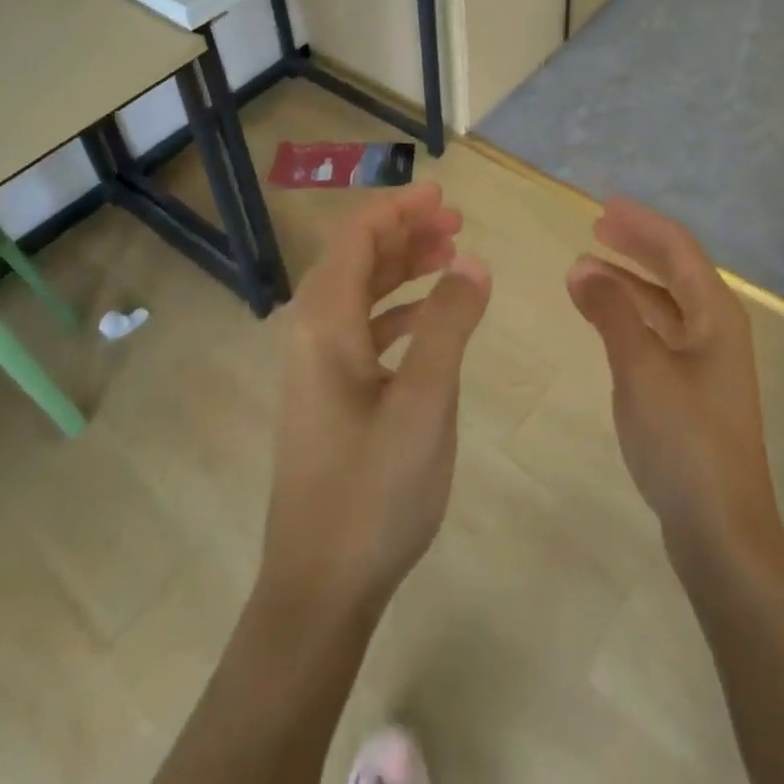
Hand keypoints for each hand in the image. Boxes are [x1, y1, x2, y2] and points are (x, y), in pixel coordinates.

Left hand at [258, 181, 490, 626]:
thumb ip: (448, 324)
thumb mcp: (425, 402)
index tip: (445, 195)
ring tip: (451, 258)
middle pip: (357, 259)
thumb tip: (471, 261)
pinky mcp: (330, 395)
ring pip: (361, 293)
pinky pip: (364, 329)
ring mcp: (318, 367)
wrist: (320, 587)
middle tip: (457, 224)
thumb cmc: (373, 490)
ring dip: (403, 268)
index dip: (399, 208)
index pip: (357, 237)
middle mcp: (312, 334)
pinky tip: (432, 319)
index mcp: (325, 323)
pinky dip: (399, 310)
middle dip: (405, 233)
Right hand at [567, 198, 783, 578]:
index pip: (677, 248)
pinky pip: (659, 333)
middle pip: (675, 270)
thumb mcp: (640, 367)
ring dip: (629, 283)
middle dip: (636, 246)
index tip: (603, 205)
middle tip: (596, 227)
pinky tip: (606, 320)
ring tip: (587, 270)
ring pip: (665, 304)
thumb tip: (582, 267)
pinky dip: (631, 317)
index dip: (641, 222)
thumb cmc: (684, 439)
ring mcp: (707, 361)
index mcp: (715, 313)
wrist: (721, 529)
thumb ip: (611, 312)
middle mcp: (717, 328)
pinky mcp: (694, 390)